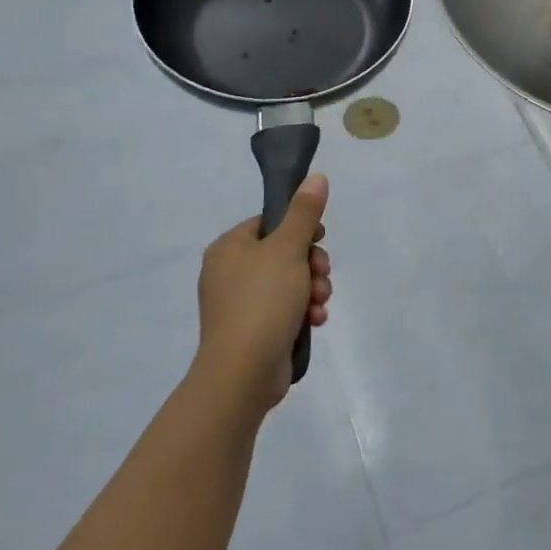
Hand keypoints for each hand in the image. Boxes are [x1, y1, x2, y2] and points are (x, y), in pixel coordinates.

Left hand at [193, 175, 331, 412]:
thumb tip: (316, 176)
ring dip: (312, 289)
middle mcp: (229, 272)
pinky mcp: (252, 330)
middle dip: (311, 265)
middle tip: (321, 276)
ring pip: (289, 282)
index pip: (270, 222)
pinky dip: (302, 312)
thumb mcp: (288, 249)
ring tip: (319, 303)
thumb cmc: (262, 302)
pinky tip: (314, 321)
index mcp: (229, 247)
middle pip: (284, 253)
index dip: (300, 229)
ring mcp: (239, 304)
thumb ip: (305, 212)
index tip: (318, 240)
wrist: (242, 373)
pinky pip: (284, 309)